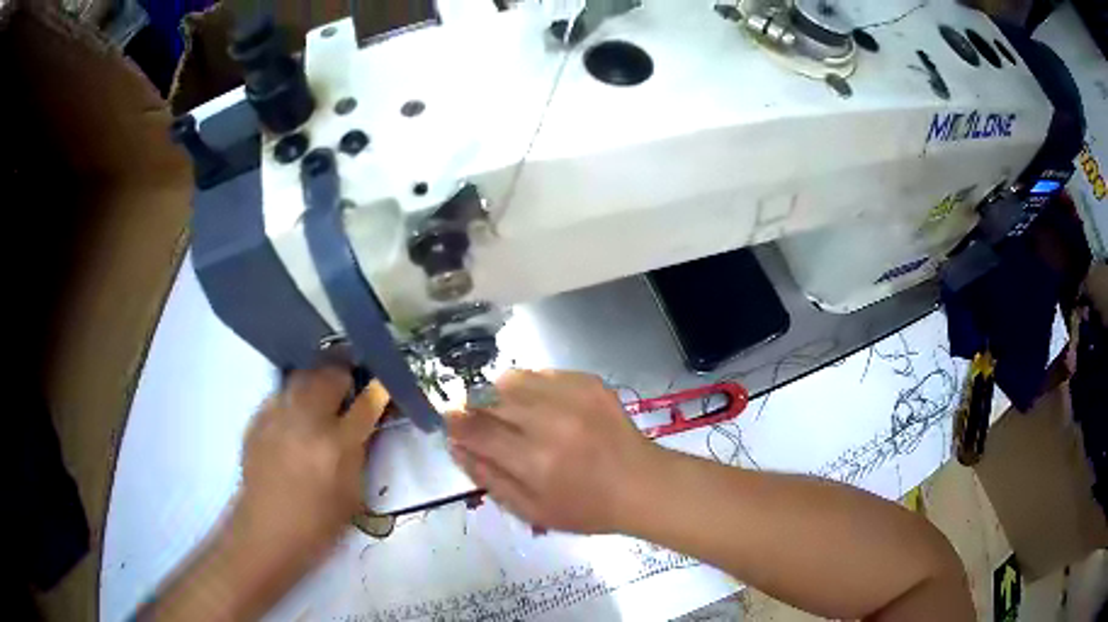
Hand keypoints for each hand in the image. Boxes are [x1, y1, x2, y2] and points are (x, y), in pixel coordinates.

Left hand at [228, 368, 387, 579]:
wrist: (268, 530)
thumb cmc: (319, 522)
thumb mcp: (353, 493)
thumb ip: (359, 452)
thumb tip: (363, 424)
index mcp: (336, 445)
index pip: (365, 404)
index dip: (377, 392)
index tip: (380, 387)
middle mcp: (306, 421)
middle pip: (329, 375)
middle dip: (343, 373)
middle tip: (349, 383)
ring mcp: (278, 416)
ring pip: (302, 376)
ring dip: (317, 379)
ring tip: (322, 392)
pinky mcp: (258, 419)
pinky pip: (280, 395)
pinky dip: (293, 398)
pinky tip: (295, 417)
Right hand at [446, 369, 658, 533]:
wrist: (641, 484)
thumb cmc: (585, 508)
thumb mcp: (530, 509)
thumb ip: (488, 477)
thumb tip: (455, 446)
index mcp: (535, 460)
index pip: (476, 429)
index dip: (456, 421)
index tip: (449, 419)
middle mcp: (551, 422)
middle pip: (490, 397)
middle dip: (475, 406)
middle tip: (481, 421)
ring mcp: (573, 396)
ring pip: (513, 378)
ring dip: (501, 393)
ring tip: (511, 412)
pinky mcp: (589, 382)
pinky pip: (542, 374)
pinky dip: (531, 387)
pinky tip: (542, 407)